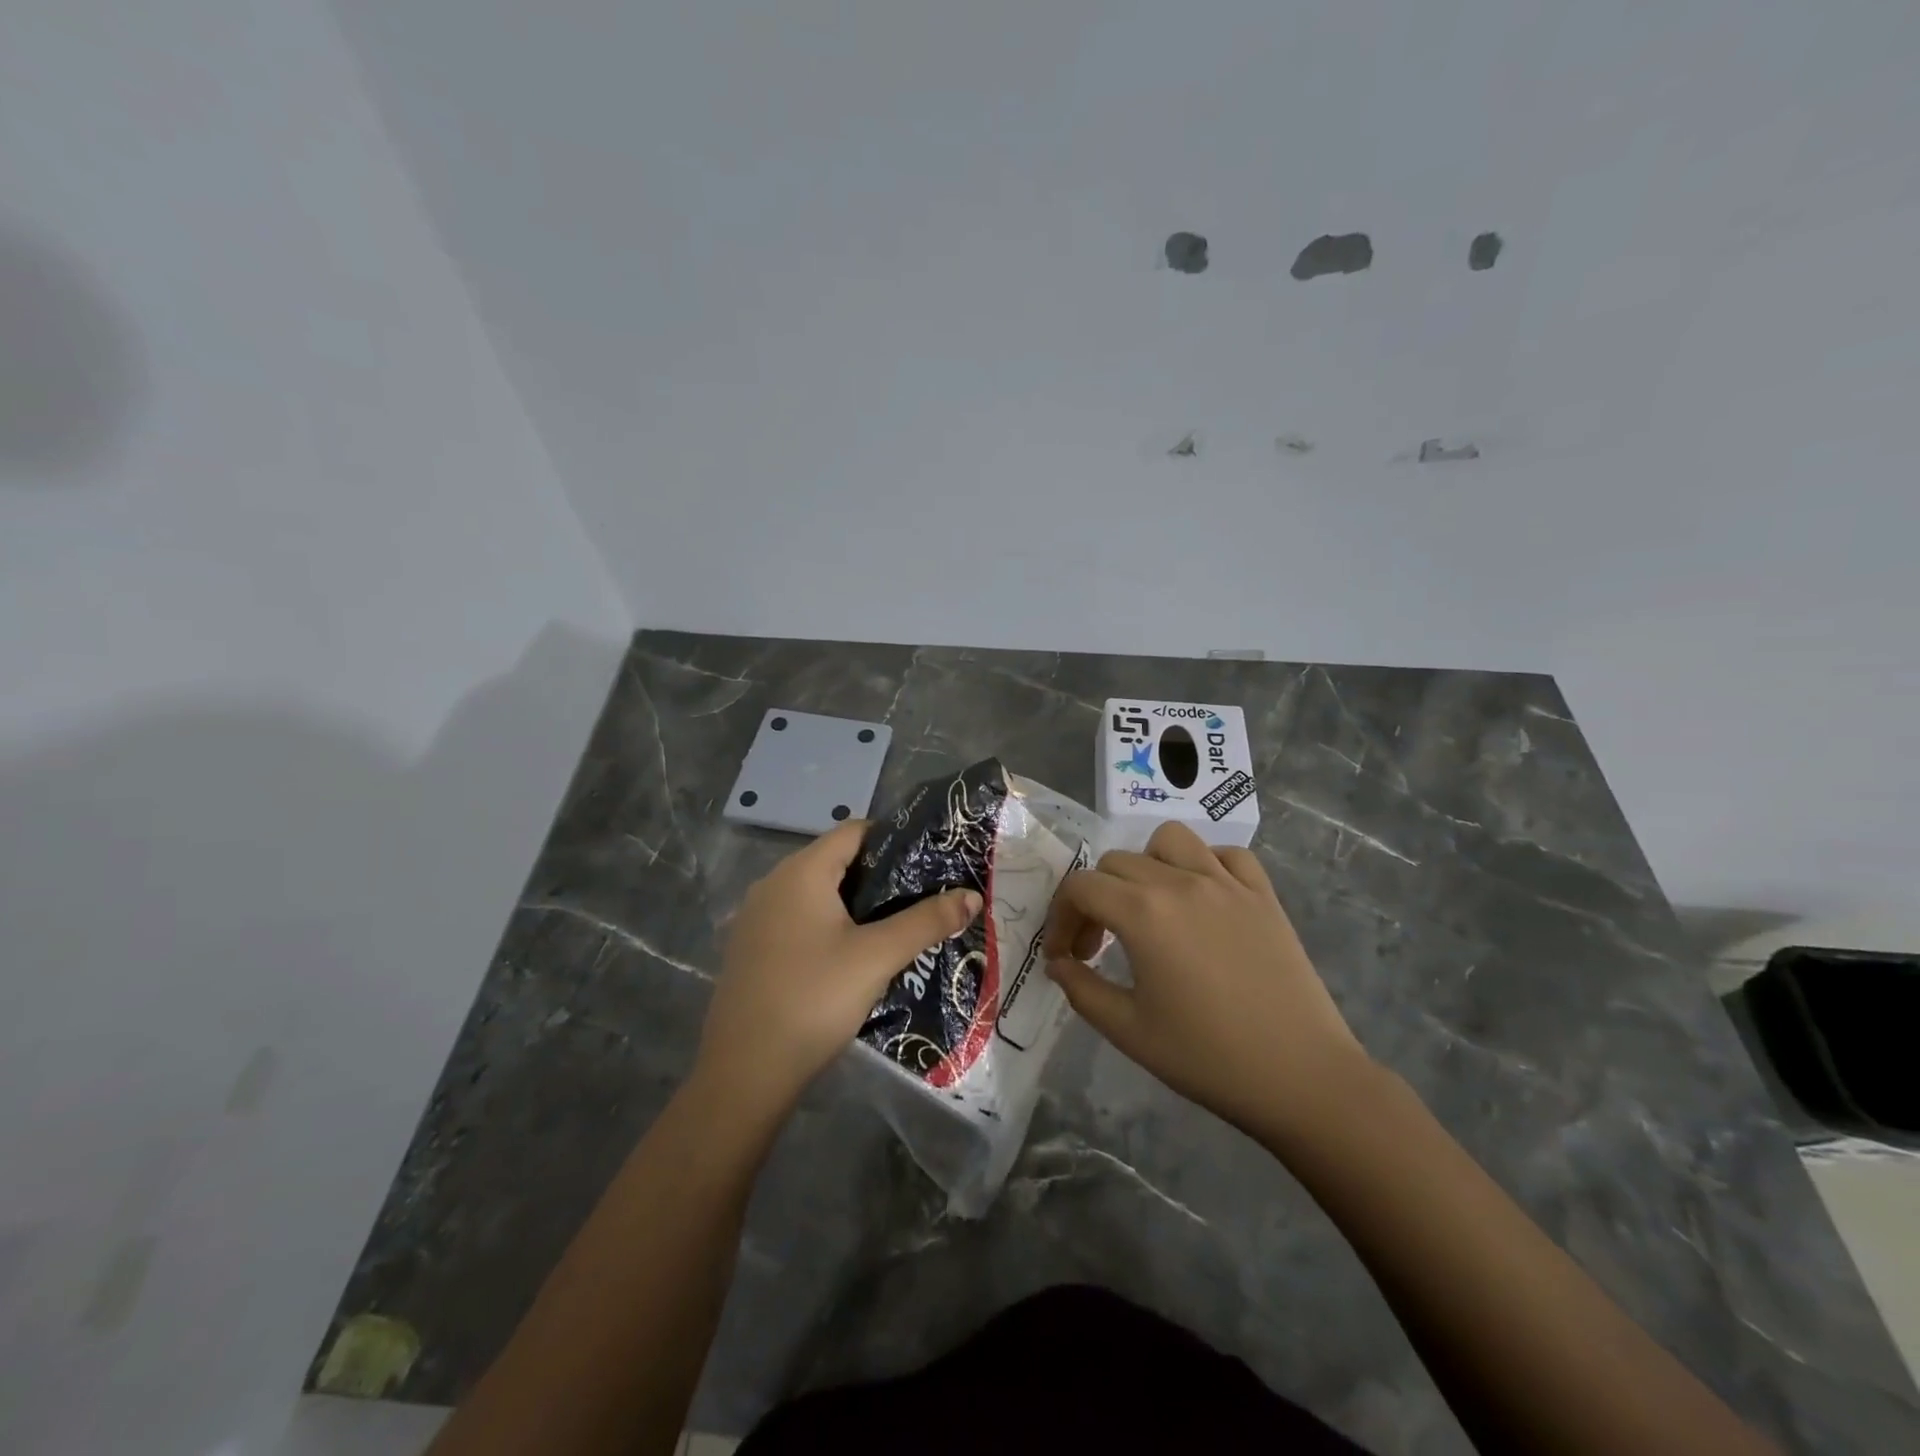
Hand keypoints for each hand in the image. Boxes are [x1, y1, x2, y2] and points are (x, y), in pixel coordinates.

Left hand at [696, 820, 982, 1120]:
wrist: (745, 1072)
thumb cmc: (814, 998)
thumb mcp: (878, 957)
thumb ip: (926, 921)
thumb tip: (972, 895)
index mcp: (801, 872)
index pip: (853, 831)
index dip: (894, 839)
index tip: (929, 862)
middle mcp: (773, 883)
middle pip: (836, 861)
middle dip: (880, 876)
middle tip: (921, 897)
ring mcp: (756, 918)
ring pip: (817, 894)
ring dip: (855, 905)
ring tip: (896, 926)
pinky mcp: (751, 949)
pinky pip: (798, 920)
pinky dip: (828, 926)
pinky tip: (852, 956)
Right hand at [1043, 821, 1370, 1144]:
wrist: (1301, 1077)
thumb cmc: (1207, 1058)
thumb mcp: (1128, 1031)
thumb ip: (1082, 990)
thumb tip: (1059, 964)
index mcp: (1143, 913)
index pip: (1081, 887)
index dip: (1060, 918)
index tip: (1065, 956)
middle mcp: (1181, 882)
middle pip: (1117, 862)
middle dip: (1095, 899)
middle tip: (1099, 946)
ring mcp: (1227, 883)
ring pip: (1170, 840)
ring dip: (1146, 865)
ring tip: (1149, 906)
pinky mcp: (1263, 894)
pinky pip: (1226, 855)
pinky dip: (1205, 865)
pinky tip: (1203, 900)